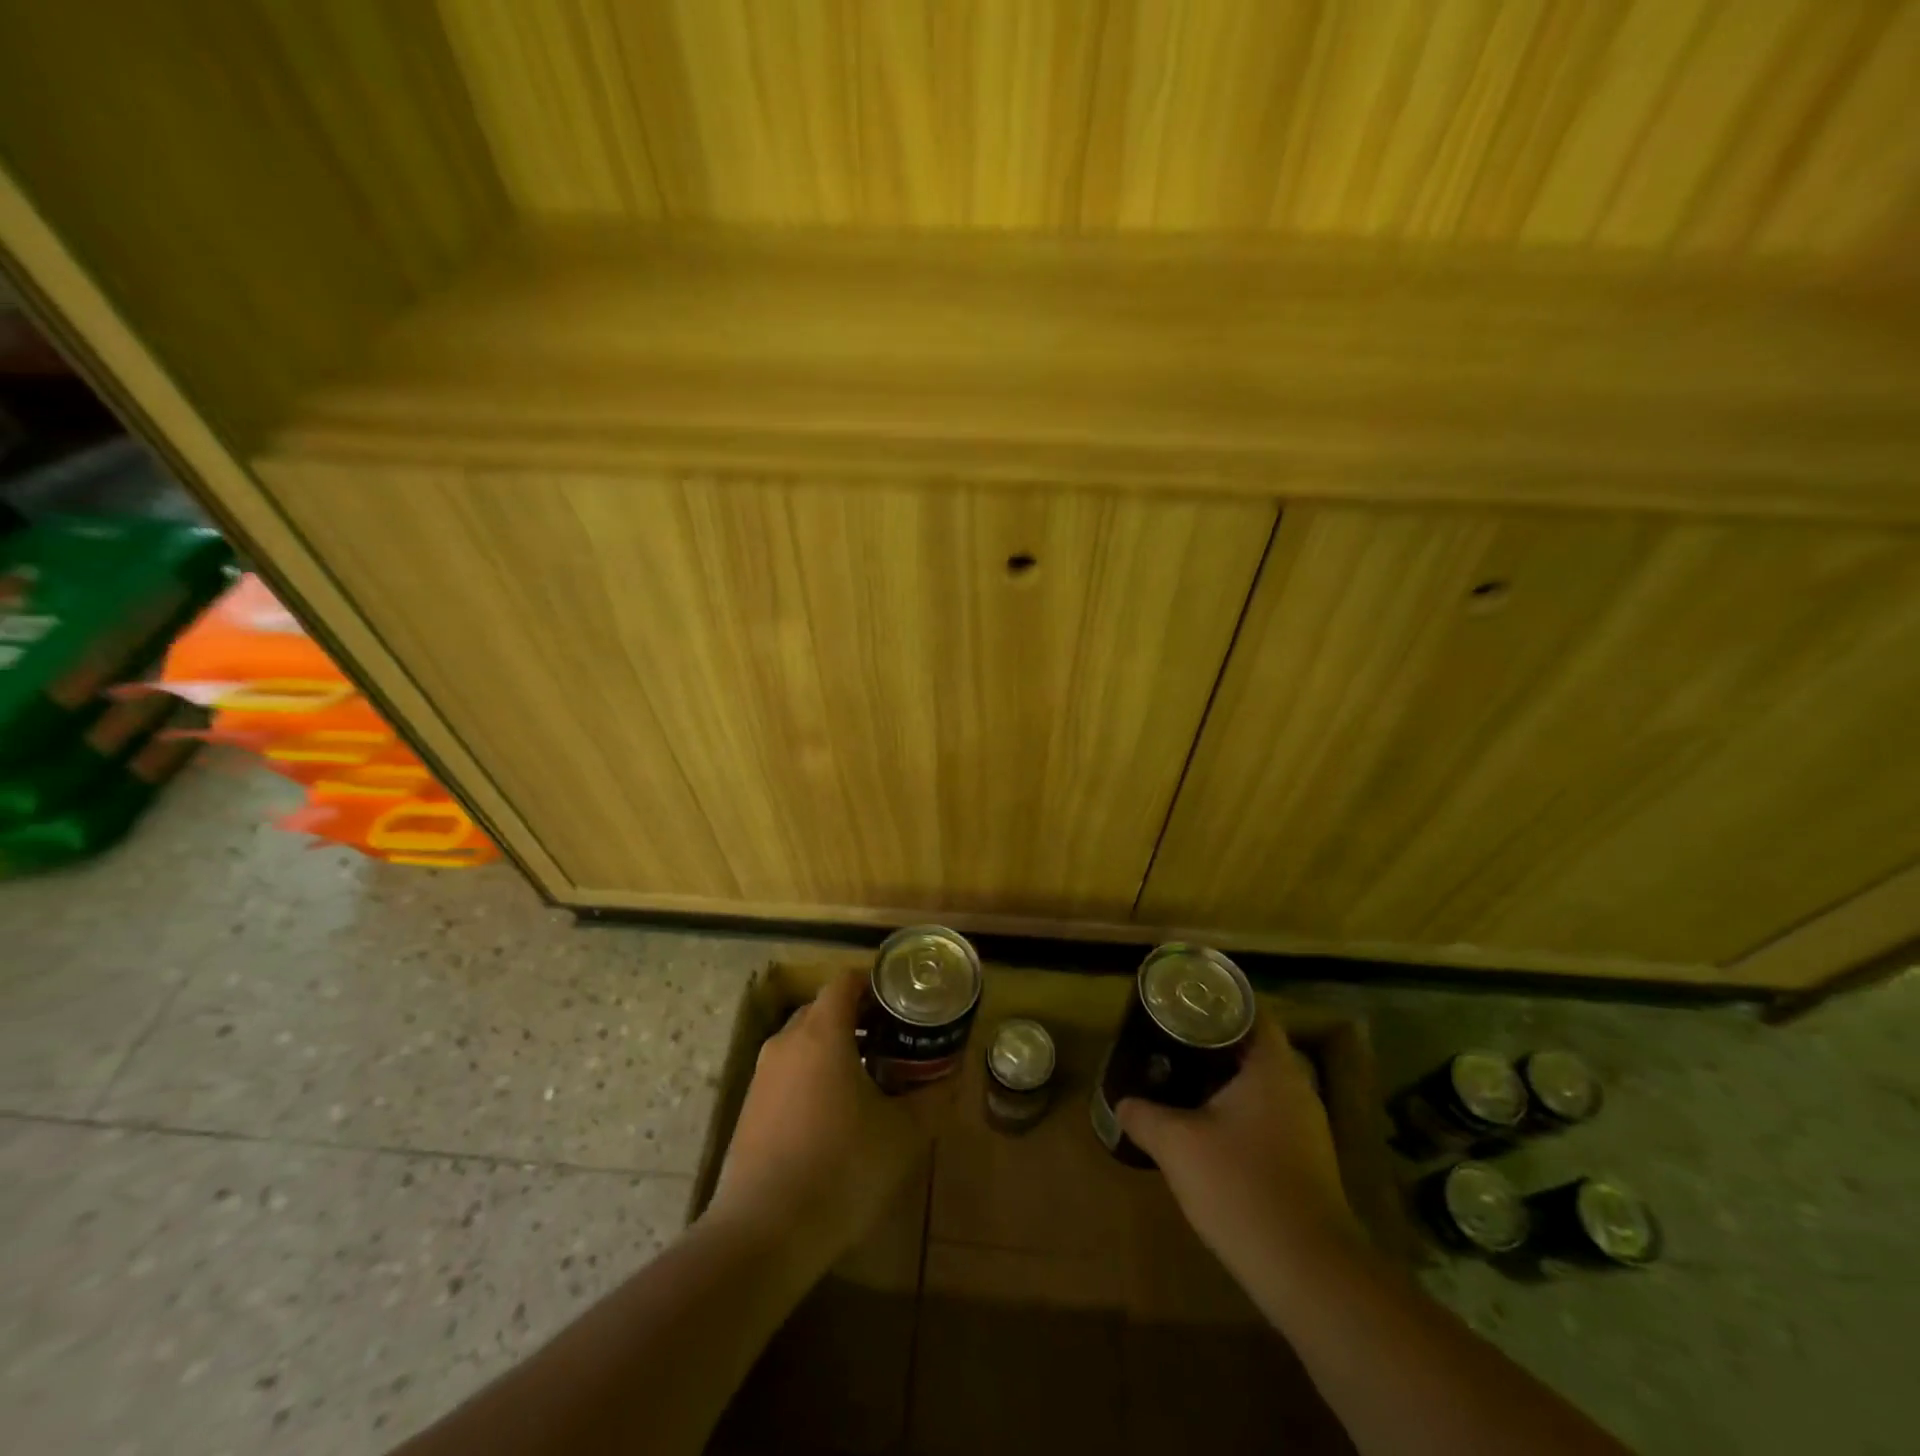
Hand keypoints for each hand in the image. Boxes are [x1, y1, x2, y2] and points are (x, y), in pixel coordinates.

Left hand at [705, 971, 941, 1268]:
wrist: (762, 1235)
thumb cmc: (841, 1168)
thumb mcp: (902, 1135)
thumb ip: (932, 1098)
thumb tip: (953, 1077)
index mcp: (822, 1032)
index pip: (846, 981)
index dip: (876, 983)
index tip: (903, 1002)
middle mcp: (787, 1042)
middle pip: (824, 1008)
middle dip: (859, 1017)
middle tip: (895, 1039)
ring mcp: (763, 1075)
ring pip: (804, 1042)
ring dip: (837, 1048)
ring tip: (872, 1077)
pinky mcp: (750, 1108)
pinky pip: (789, 1072)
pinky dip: (814, 1075)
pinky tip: (837, 1114)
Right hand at [1118, 1015, 1362, 1284]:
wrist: (1307, 1272)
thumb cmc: (1241, 1187)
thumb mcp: (1177, 1145)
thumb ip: (1144, 1115)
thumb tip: (1121, 1102)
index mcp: (1272, 1068)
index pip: (1250, 1011)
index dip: (1216, 1001)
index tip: (1182, 1003)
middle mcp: (1297, 1088)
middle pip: (1253, 1047)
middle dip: (1212, 1042)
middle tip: (1170, 1039)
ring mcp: (1307, 1128)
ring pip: (1260, 1086)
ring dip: (1224, 1080)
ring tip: (1181, 1079)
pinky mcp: (1307, 1162)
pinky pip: (1268, 1117)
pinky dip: (1239, 1112)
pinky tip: (1208, 1130)